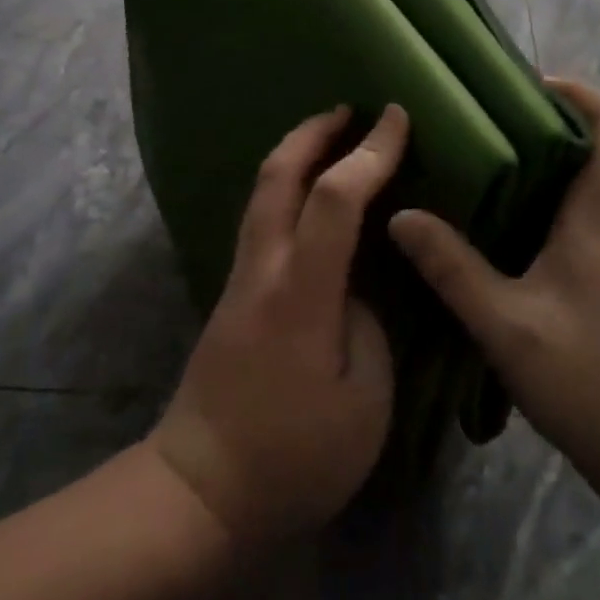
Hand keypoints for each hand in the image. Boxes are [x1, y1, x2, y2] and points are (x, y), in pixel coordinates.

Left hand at [148, 105, 401, 550]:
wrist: (202, 491)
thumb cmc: (294, 456)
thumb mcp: (364, 402)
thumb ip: (370, 326)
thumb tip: (358, 288)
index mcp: (301, 293)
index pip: (334, 199)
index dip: (369, 153)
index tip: (397, 119)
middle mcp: (262, 269)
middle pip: (277, 174)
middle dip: (313, 130)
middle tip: (351, 108)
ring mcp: (240, 278)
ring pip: (262, 192)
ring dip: (295, 153)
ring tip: (332, 138)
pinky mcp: (233, 294)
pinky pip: (262, 218)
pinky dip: (286, 187)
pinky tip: (310, 199)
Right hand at [388, 79, 599, 478]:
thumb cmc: (594, 381)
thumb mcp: (507, 324)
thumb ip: (452, 268)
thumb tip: (401, 215)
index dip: (581, 94)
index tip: (531, 83)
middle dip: (551, 123)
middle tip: (487, 119)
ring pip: (590, 185)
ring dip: (548, 164)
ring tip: (483, 163)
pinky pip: (582, 220)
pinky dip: (547, 204)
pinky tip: (501, 227)